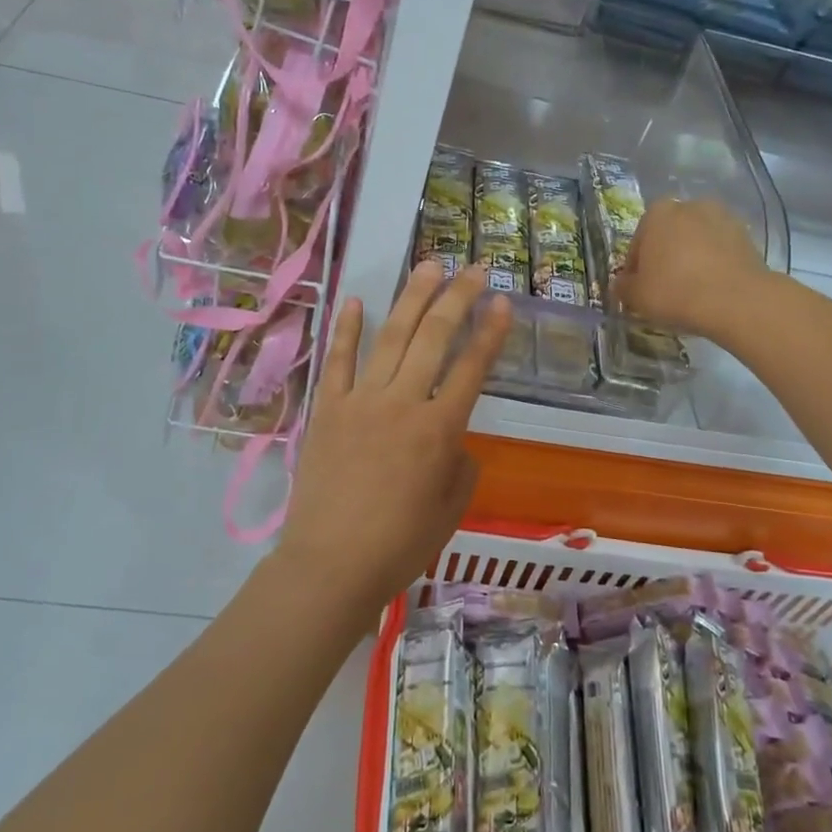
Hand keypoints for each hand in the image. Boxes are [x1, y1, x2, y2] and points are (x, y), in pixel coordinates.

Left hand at [268, 263, 512, 626]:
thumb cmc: (400, 545)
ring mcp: (360, 402)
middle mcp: (402, 404)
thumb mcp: (450, 508)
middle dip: (458, 299)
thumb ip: (460, 465)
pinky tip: (355, 300)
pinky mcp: (328, 410)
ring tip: (429, 266)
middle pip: (434, 339)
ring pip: (391, 338)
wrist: (331, 565)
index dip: (490, 332)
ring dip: (411, 299)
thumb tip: (451, 440)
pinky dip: (346, 330)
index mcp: (439, 430)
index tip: (503, 302)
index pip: (471, 368)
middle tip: (474, 269)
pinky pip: (338, 361)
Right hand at [616, 197, 764, 339]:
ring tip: (691, 289)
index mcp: (657, 213)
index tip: (640, 287)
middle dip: (665, 256)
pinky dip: (714, 263)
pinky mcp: (746, 235)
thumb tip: (622, 283)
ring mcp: (722, 217)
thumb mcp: (636, 296)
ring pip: (696, 241)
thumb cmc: (675, 292)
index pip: (638, 241)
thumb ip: (623, 287)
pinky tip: (712, 288)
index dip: (636, 267)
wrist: (736, 300)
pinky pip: (720, 250)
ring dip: (691, 258)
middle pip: (669, 235)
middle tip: (664, 287)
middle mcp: (689, 206)